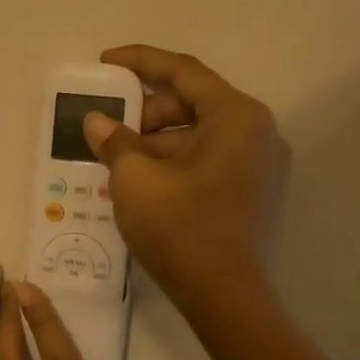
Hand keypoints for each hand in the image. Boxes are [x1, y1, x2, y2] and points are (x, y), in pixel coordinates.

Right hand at [83, 45, 287, 312]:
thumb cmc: (181, 227)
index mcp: (236, 115)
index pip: (182, 71)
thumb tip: (98, 122)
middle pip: (193, 102)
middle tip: (108, 128)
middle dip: (145, 112)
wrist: (226, 298)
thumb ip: (114, 140)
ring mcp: (261, 164)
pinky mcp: (255, 192)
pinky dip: (175, 162)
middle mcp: (257, 131)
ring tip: (117, 162)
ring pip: (199, 134)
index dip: (139, 61)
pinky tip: (143, 182)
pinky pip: (209, 159)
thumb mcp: (134, 178)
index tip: (104, 63)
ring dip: (156, 141)